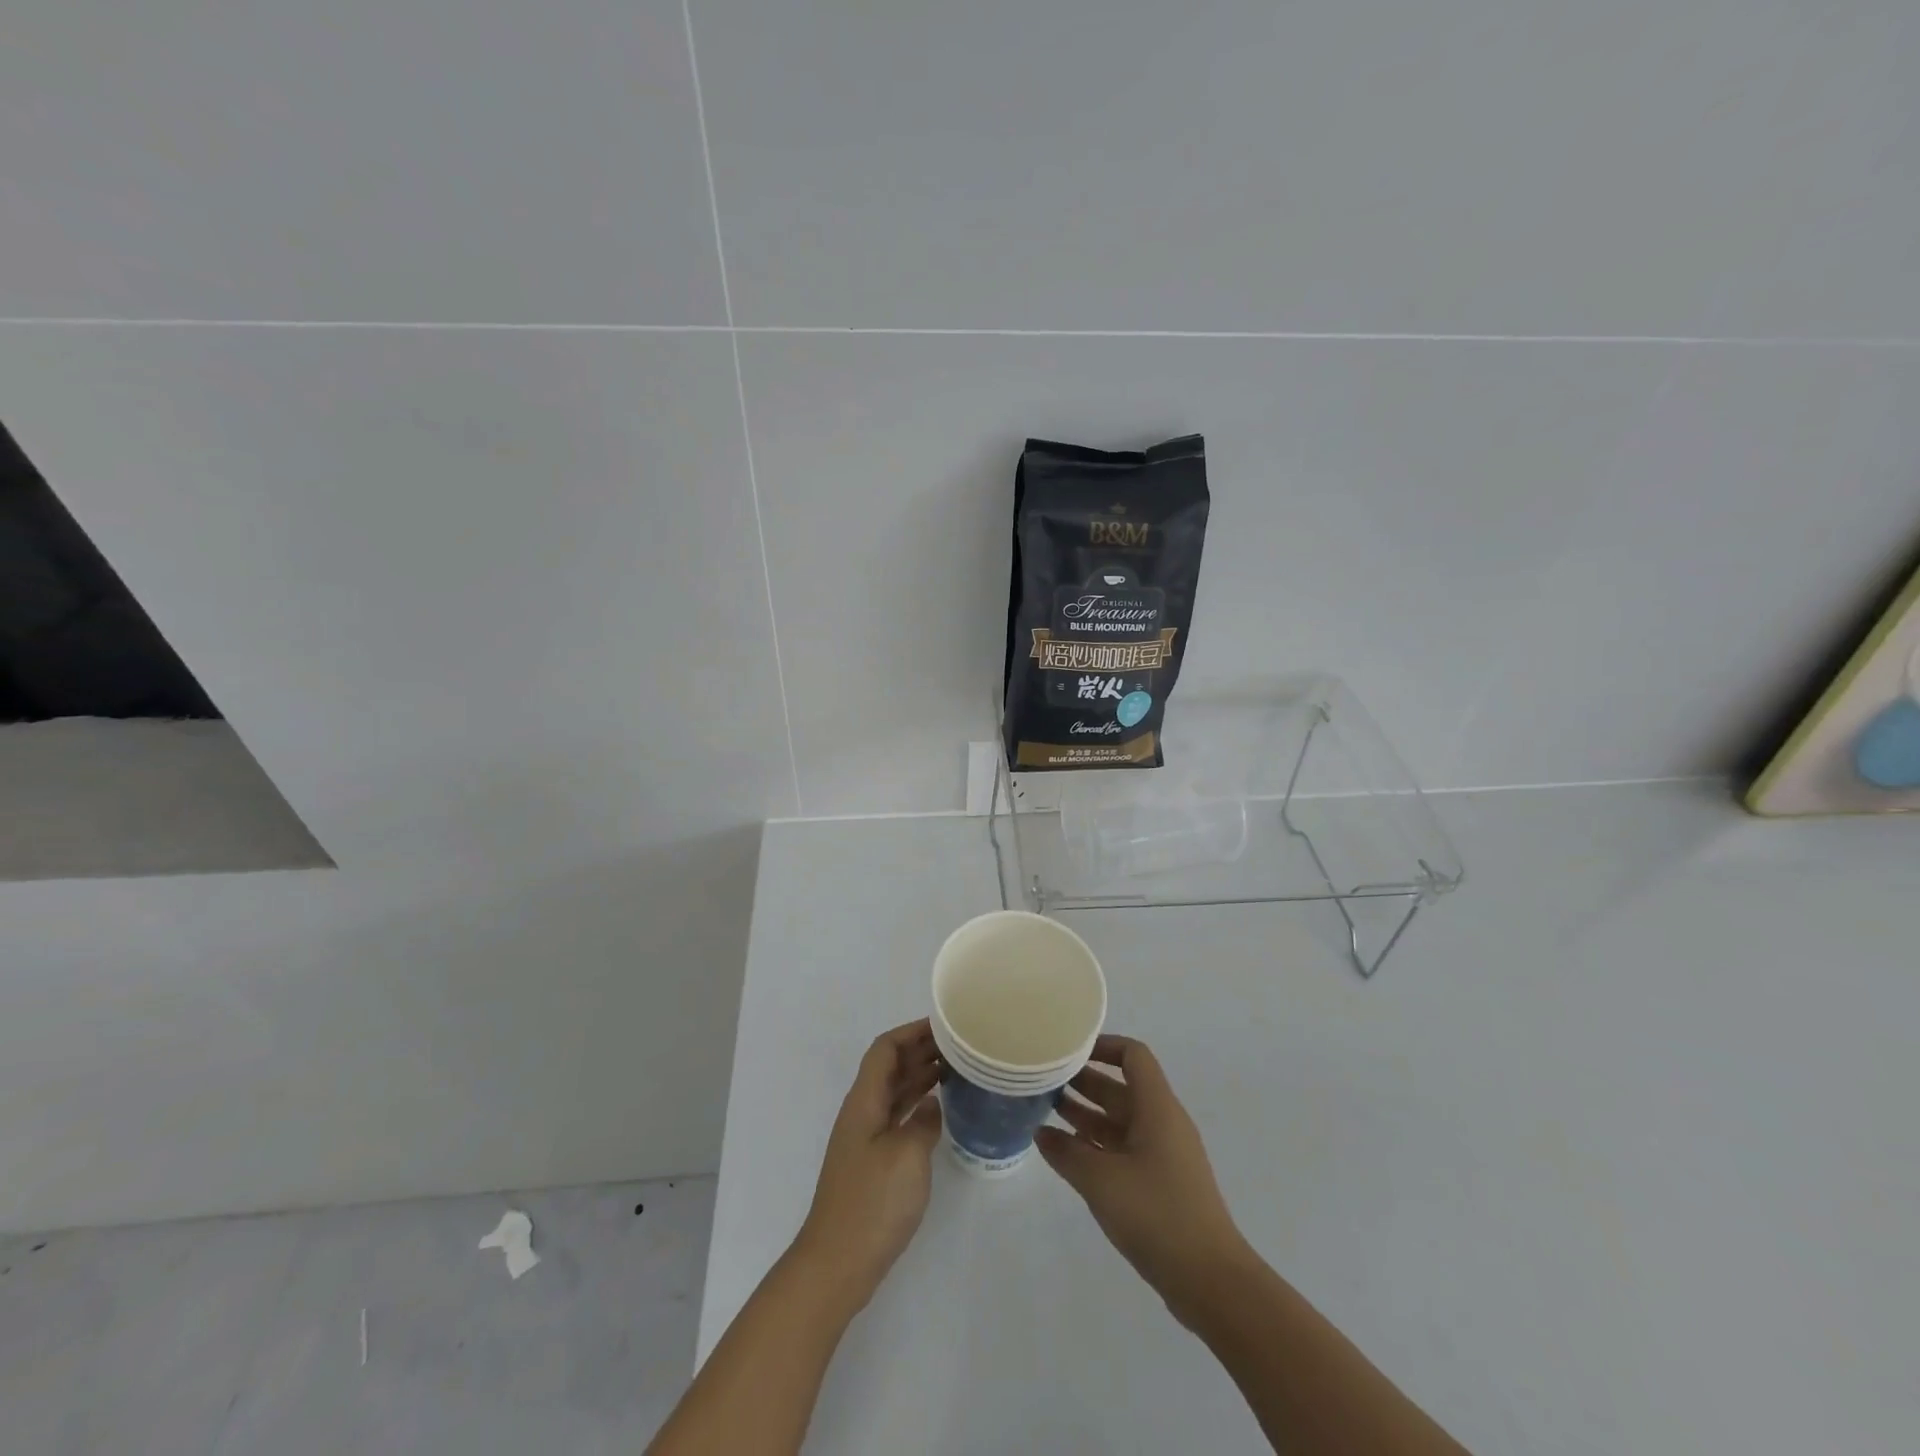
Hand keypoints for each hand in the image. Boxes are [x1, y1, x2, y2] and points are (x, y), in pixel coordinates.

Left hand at [791, 1019, 943, 1309]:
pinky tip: (939, 1110)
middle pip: (890, 1067)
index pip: (885, 1049)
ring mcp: (866, 1139)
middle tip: (959, 1045)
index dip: (911, 1032)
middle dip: (920, 1050)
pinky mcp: (873, 1163)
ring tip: (957, 1068)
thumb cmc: (872, 1203)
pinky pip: (897, 1117)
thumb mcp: (907, 1155)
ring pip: (895, 1092)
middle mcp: (863, 1112)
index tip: (944, 1026)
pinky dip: (917, 1105)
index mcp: (864, 1101)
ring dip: (921, 1076)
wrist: (837, 1263)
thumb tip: (930, 1105)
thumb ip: (923, 1120)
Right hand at [1036, 1034, 1251, 1325]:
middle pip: (1122, 1088)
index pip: (1133, 1056)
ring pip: (1120, 1120)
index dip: (1103, 1045)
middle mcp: (1162, 1123)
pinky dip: (1096, 1145)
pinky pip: (1124, 1149)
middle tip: (1044, 1081)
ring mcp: (1163, 1155)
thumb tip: (1041, 1133)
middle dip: (1084, 1081)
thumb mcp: (1101, 1180)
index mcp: (1157, 1108)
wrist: (1211, 1281)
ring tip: (1046, 1112)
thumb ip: (1067, 1152)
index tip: (1068, 1049)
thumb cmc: (1157, 1214)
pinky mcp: (1161, 1184)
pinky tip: (1067, 1153)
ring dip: (1086, 1114)